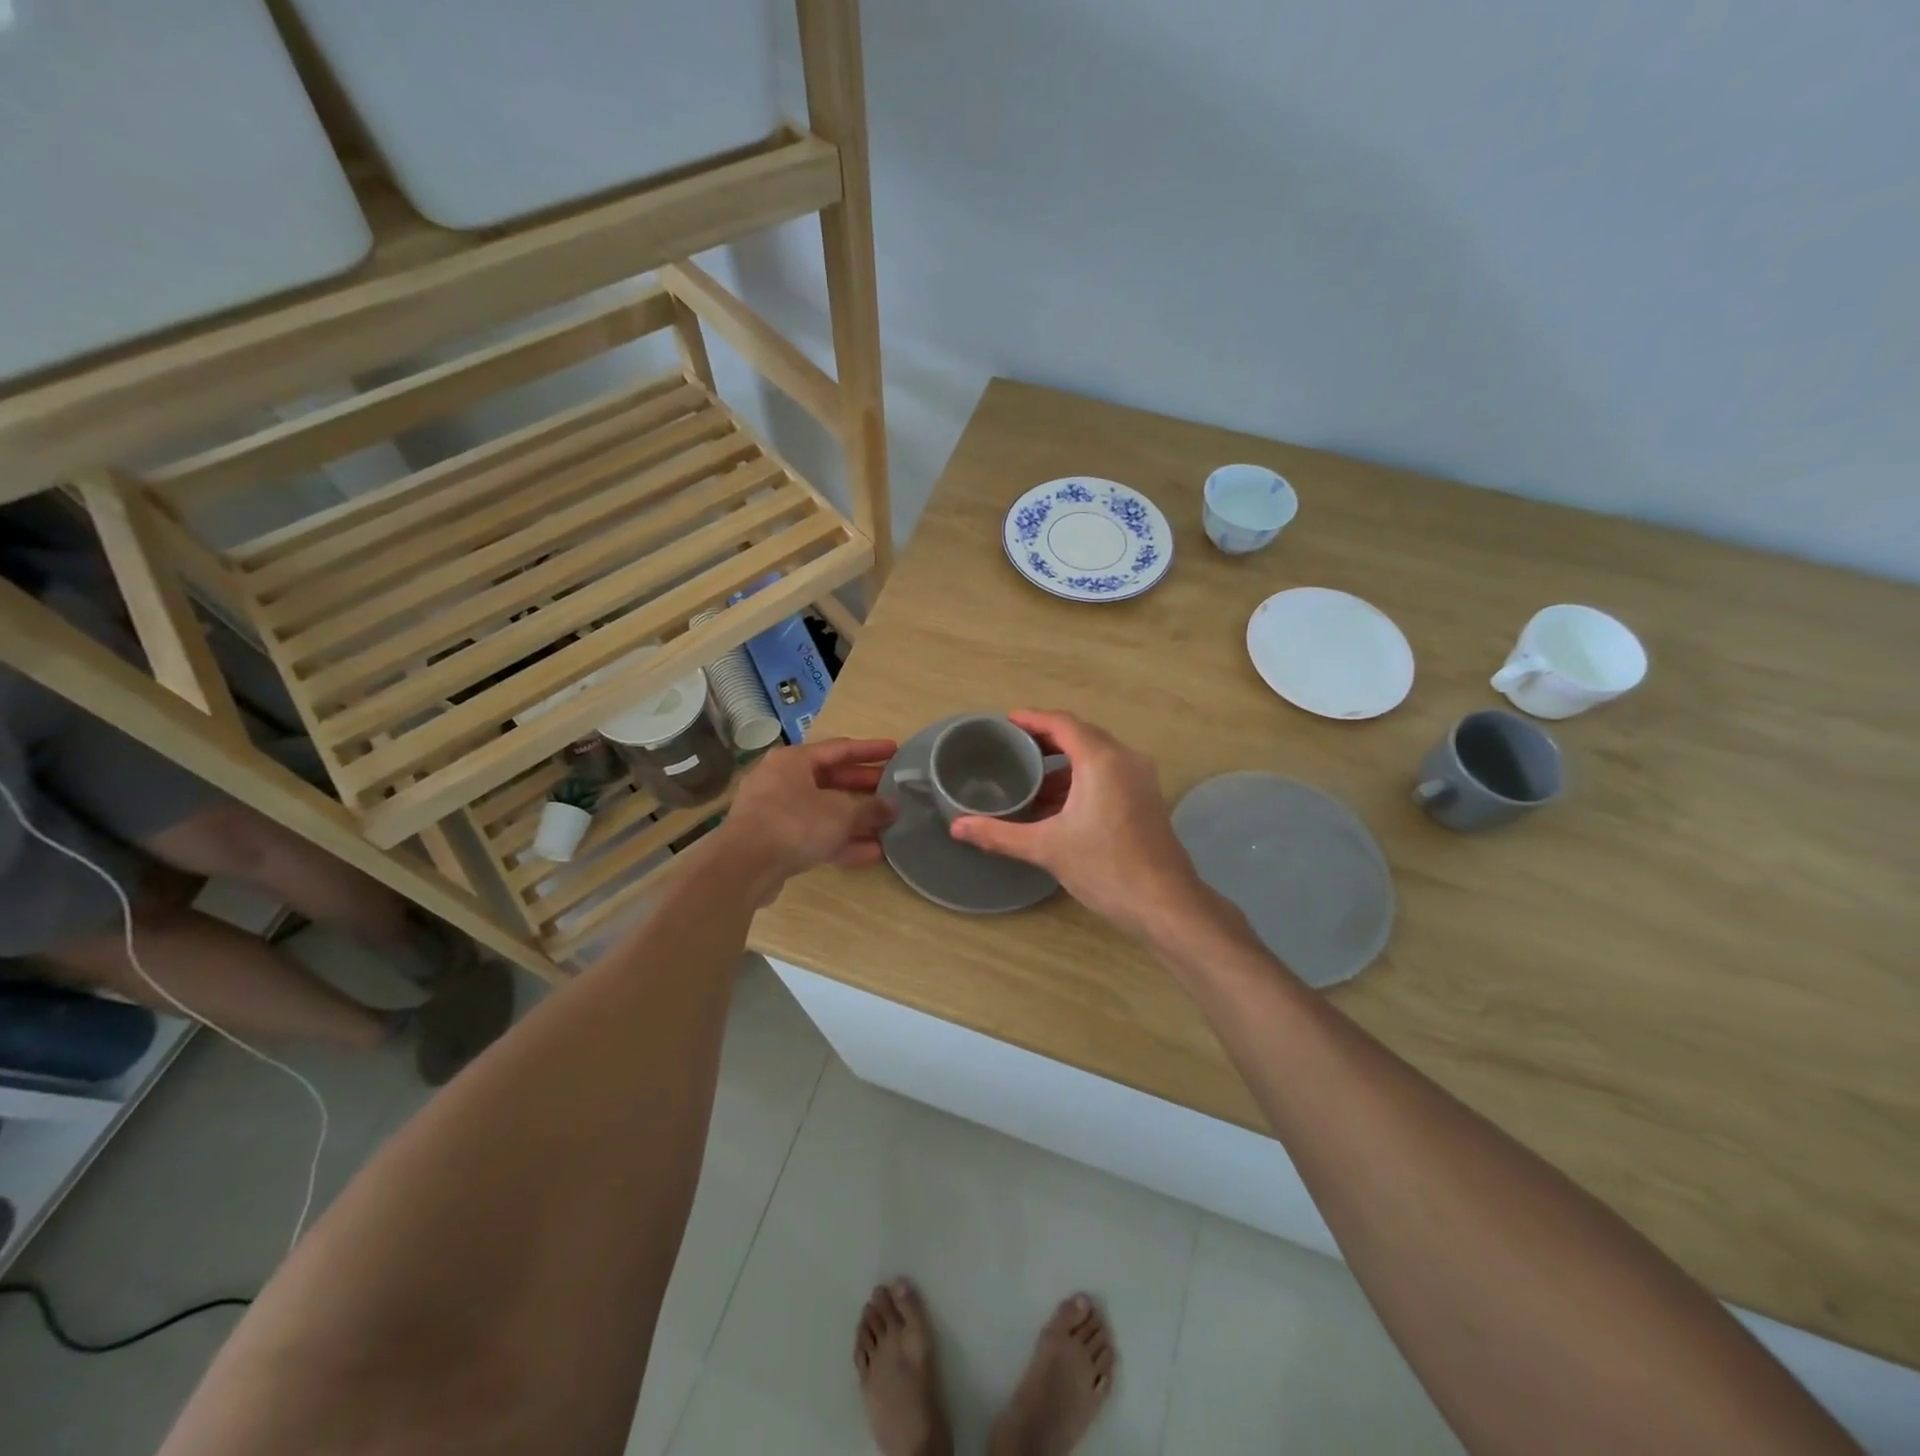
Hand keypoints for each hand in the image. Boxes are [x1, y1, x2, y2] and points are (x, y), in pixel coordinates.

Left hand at [718, 737, 897, 889]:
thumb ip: (870, 808)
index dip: (870, 750)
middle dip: (865, 788)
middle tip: (894, 790)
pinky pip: (814, 835)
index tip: (895, 750)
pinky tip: (871, 853)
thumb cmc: (794, 824)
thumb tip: (891, 807)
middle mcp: (782, 780)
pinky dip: (841, 841)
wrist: (743, 867)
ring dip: (856, 819)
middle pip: (832, 780)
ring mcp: (776, 813)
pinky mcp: (775, 842)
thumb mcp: (841, 813)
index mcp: (794, 760)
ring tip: (888, 826)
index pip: (840, 748)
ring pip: (824, 811)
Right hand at [950, 710, 1204, 936]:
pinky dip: (1081, 779)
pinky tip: (1058, 805)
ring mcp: (1140, 779)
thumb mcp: (1046, 849)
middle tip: (1012, 748)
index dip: (1032, 719)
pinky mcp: (1146, 799)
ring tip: (1030, 780)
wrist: (1166, 904)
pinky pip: (1108, 773)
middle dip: (1046, 740)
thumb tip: (957, 828)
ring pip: (1096, 756)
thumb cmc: (1106, 868)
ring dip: (1064, 764)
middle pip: (1081, 735)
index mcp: (1102, 760)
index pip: (1062, 724)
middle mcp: (1125, 760)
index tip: (1006, 721)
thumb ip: (999, 834)